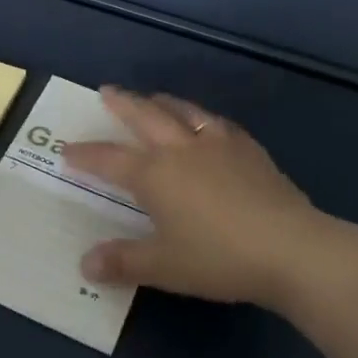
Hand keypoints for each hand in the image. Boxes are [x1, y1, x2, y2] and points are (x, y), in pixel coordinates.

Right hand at [64, 87, 341, 311]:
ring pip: (182, 111)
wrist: (289, 248)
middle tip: (106, 91)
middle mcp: (181, 149)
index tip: (68, 149)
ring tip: (152, 98)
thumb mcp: (164, 266)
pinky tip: (205, 123)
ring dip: (161, 101)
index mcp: (155, 174)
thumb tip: (85, 264)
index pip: (110, 159)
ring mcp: (218, 144)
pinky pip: (216, 123)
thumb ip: (123, 262)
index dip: (86, 155)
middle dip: (122, 104)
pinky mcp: (248, 148)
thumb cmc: (219, 258)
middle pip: (144, 116)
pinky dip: (200, 117)